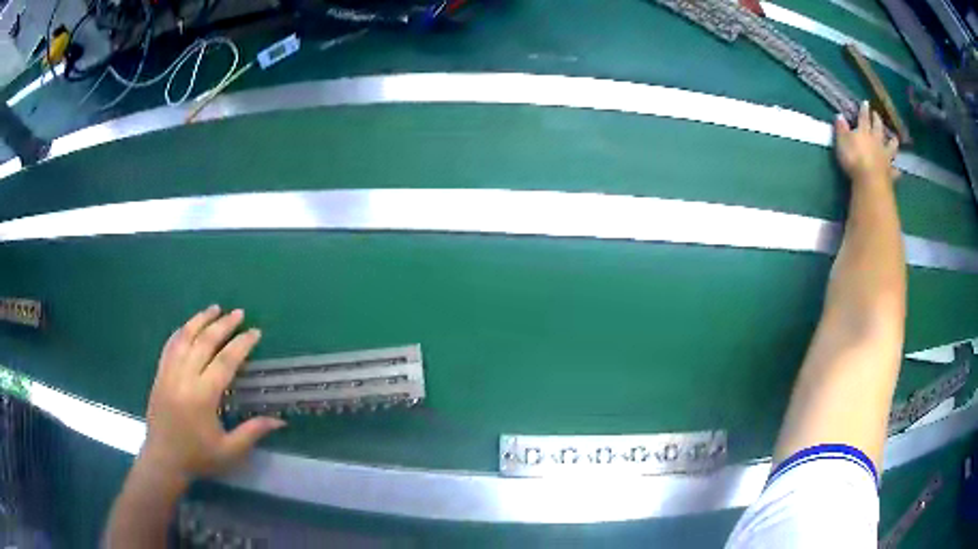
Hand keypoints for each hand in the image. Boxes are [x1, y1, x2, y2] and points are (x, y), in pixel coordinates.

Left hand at [141, 305, 285, 479]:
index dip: (242, 344)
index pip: (225, 361)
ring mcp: (168, 373)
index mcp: (203, 396)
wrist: (164, 460)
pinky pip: (170, 345)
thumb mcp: (229, 451)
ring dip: (200, 320)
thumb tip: (280, 420)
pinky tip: (189, 325)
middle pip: (204, 342)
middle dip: (223, 325)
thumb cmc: (198, 457)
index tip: (255, 332)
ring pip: (184, 338)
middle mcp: (184, 378)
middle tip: (239, 313)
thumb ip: (253, 432)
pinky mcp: (159, 374)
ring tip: (214, 308)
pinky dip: (181, 331)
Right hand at [834, 101, 899, 185]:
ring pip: (891, 146)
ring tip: (895, 139)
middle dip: (877, 120)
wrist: (870, 182)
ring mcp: (885, 156)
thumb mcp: (842, 142)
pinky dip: (896, 169)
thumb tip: (839, 116)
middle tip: (877, 115)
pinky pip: (895, 170)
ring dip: (893, 142)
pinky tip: (898, 169)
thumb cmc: (853, 160)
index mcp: (864, 132)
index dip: (864, 110)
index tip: (866, 102)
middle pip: (878, 128)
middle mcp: (876, 141)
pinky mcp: (890, 172)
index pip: (864, 117)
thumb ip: (841, 129)